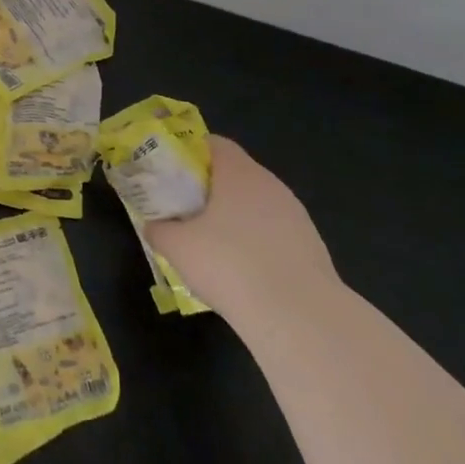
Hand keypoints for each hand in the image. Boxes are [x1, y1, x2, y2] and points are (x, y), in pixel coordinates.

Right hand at [145, 136, 336, 321]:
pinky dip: (255, 242)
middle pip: (235, 173)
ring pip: (255, 205)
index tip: (170, 172)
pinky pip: (273, 233)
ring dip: (233, 217)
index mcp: (239, 172)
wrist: (300, 320)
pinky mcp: (312, 248)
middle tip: (183, 208)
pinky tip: (242, 270)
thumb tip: (153, 226)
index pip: (214, 143)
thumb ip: (158, 228)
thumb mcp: (176, 246)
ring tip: (211, 244)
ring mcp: (296, 217)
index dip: (189, 152)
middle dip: (208, 187)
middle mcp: (271, 185)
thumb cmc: (230, 266)